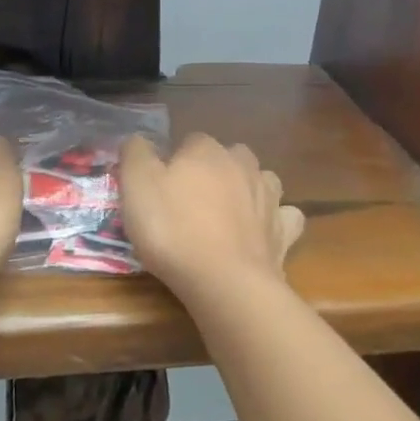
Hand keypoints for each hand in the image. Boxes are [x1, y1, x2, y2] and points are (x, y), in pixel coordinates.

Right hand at [118, 134, 304, 296]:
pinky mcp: (284, 232)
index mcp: (206, 150)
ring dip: (248, 190)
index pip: (189, 141)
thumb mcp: (136, 186)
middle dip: (214, 171)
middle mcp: (242, 164)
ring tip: (229, 213)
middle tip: (192, 201)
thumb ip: (135, 154)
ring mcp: (269, 198)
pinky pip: (284, 217)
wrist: (224, 281)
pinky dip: (275, 221)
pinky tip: (261, 233)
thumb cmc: (173, 228)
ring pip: (261, 180)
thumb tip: (138, 139)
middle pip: (229, 157)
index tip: (161, 187)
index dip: (175, 162)